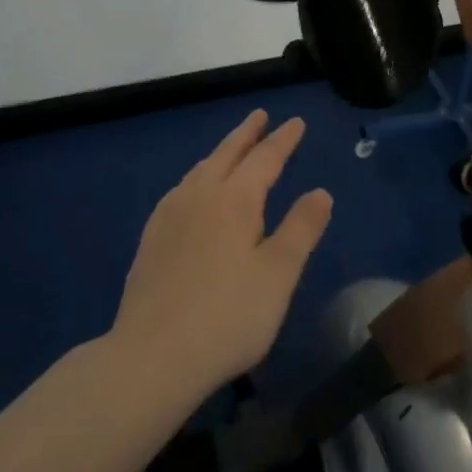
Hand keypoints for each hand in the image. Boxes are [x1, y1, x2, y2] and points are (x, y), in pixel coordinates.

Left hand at [111, 110, 332, 400]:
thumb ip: (301, 229)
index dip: (283, 140)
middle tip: (260, 115)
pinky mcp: (151, 238)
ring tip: (231, 149)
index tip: (296, 122)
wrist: (152, 355)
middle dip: (247, 133)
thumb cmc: (227, 316)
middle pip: (227, 153)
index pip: (265, 158)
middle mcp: (199, 195)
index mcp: (234, 199)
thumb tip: (320, 191)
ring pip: (200, 169)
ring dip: (221, 153)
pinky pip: (182, 189)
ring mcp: (169, 215)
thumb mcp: (278, 275)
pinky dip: (199, 176)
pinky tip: (195, 193)